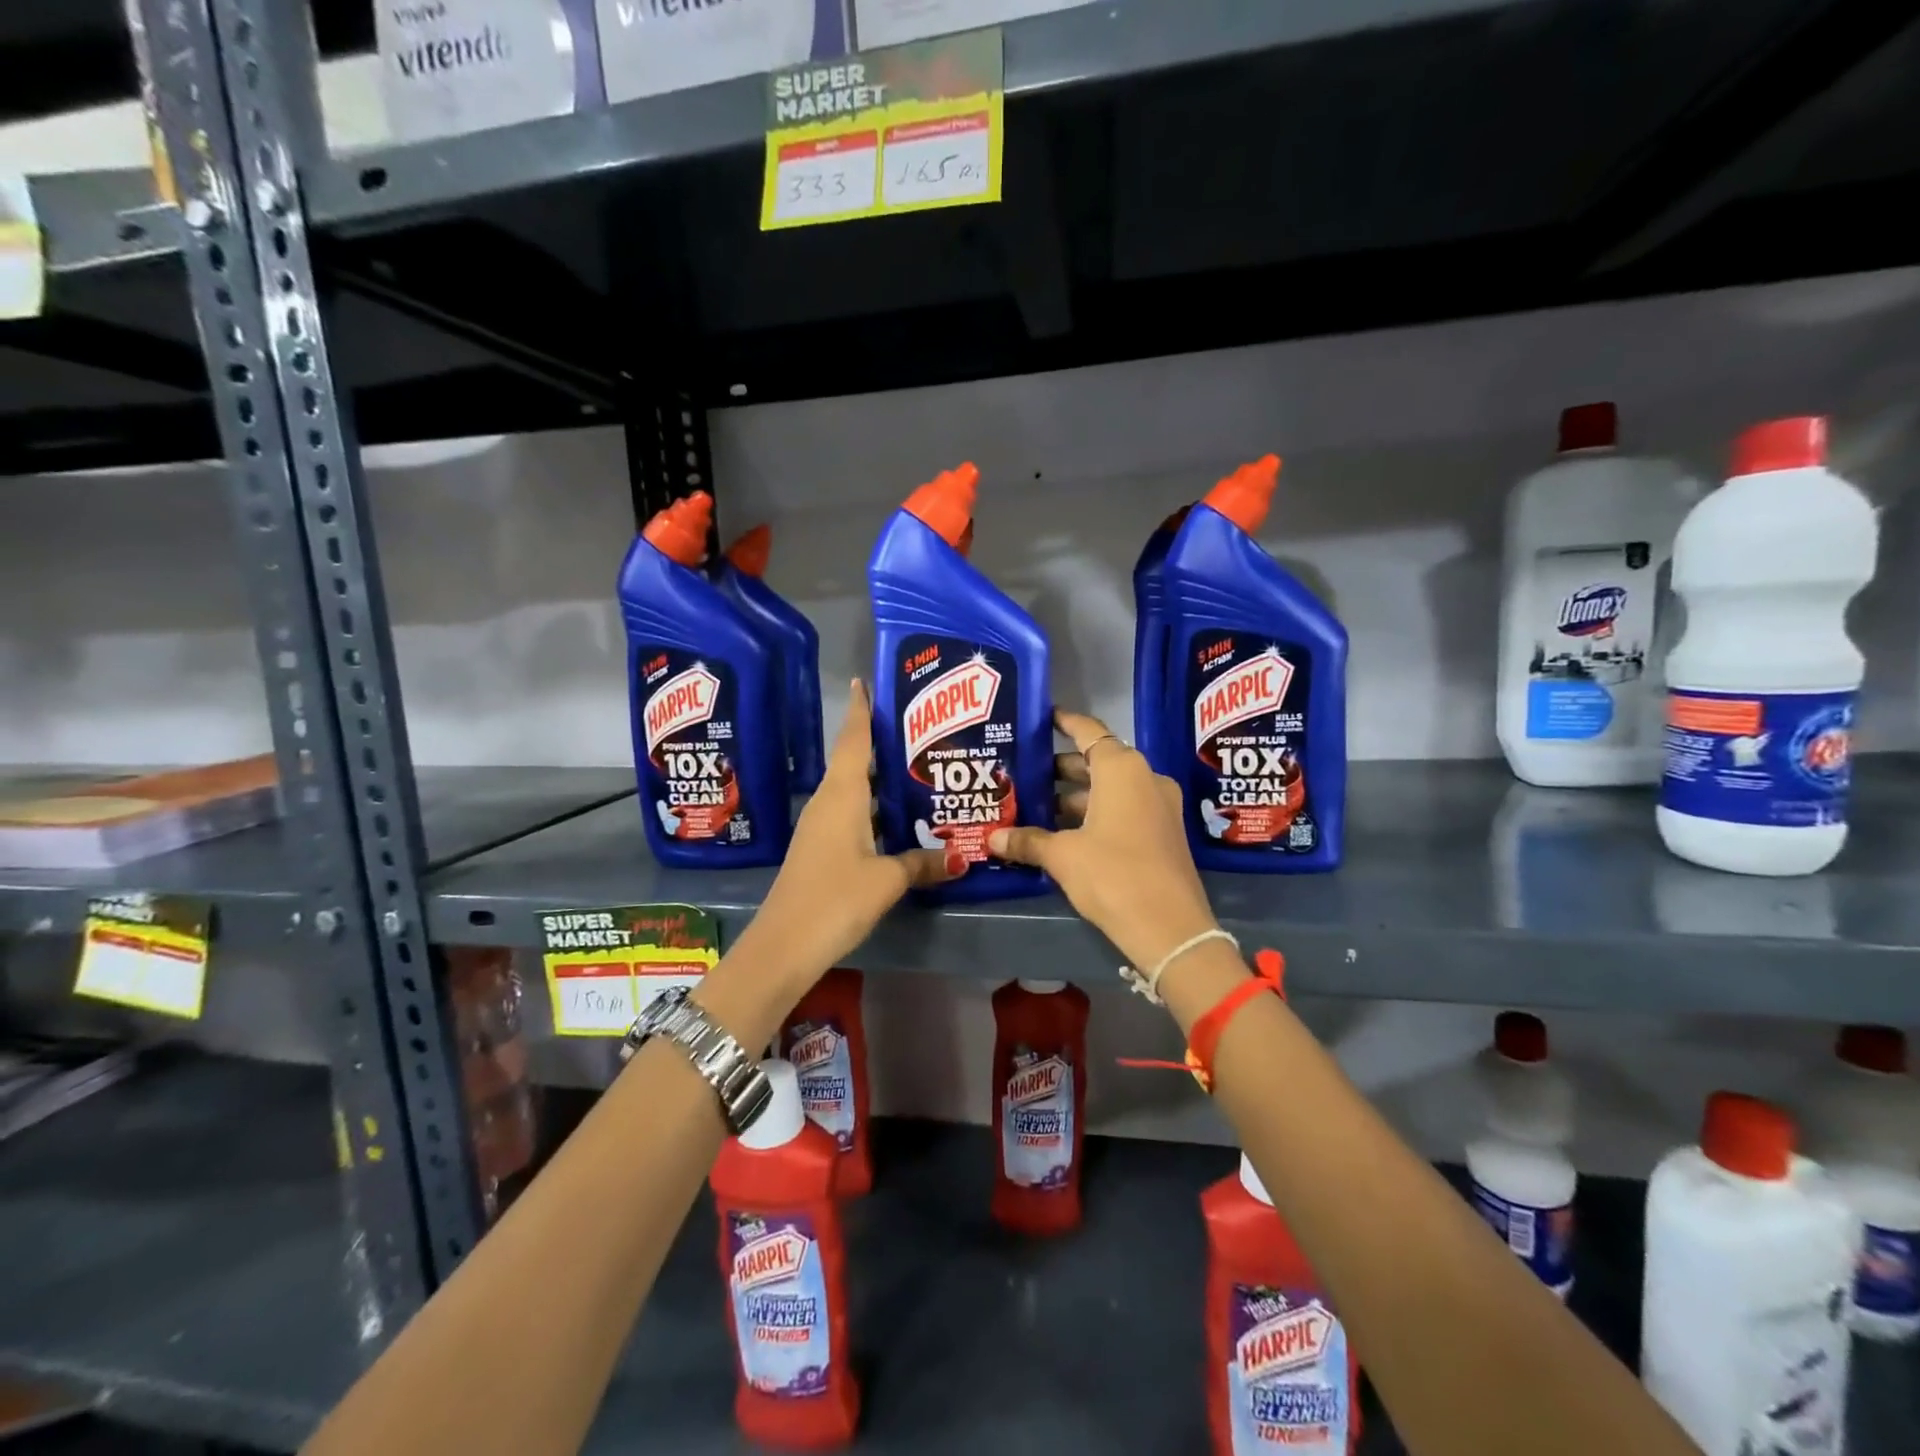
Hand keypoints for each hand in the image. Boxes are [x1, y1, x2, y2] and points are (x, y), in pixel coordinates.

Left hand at [736, 679, 956, 1000]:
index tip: (866, 681)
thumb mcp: (886, 880)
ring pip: (853, 787)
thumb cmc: (835, 899)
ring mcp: (820, 825)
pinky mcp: (820, 847)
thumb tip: (961, 856)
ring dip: (878, 774)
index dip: (861, 710)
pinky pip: (850, 811)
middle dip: (879, 740)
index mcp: (842, 795)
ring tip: (916, 765)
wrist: (783, 945)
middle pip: (854, 759)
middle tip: (919, 727)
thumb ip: (923, 863)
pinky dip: (872, 803)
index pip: (853, 741)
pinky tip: (896, 814)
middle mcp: (828, 801)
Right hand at [989, 710, 1219, 974]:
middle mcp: (1144, 777)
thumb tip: (993, 839)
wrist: (1171, 929)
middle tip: (1023, 772)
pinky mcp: (1162, 832)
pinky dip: (1095, 813)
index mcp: (1122, 769)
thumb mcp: (1063, 856)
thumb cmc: (1113, 875)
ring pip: (1109, 789)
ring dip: (1076, 796)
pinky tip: (1063, 831)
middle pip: (1097, 761)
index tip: (1041, 717)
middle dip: (1060, 769)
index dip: (1064, 722)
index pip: (1088, 731)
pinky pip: (1123, 809)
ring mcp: (1159, 805)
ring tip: (1035, 805)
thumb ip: (1028, 841)